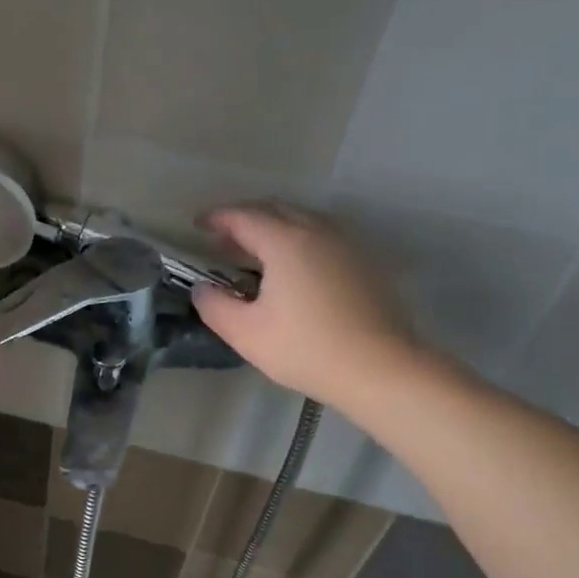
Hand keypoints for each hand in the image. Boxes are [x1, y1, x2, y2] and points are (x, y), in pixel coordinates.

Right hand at [191, 204, 417, 406]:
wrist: (380, 368)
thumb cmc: (306, 349)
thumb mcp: (245, 333)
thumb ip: (214, 305)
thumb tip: (203, 288)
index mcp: (285, 241)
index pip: (243, 216)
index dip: (217, 217)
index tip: (198, 224)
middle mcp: (317, 231)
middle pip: (274, 209)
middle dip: (244, 218)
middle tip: (222, 238)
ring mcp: (345, 244)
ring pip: (301, 219)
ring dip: (272, 226)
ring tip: (254, 251)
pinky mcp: (363, 261)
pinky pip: (321, 235)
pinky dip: (296, 238)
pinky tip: (291, 267)